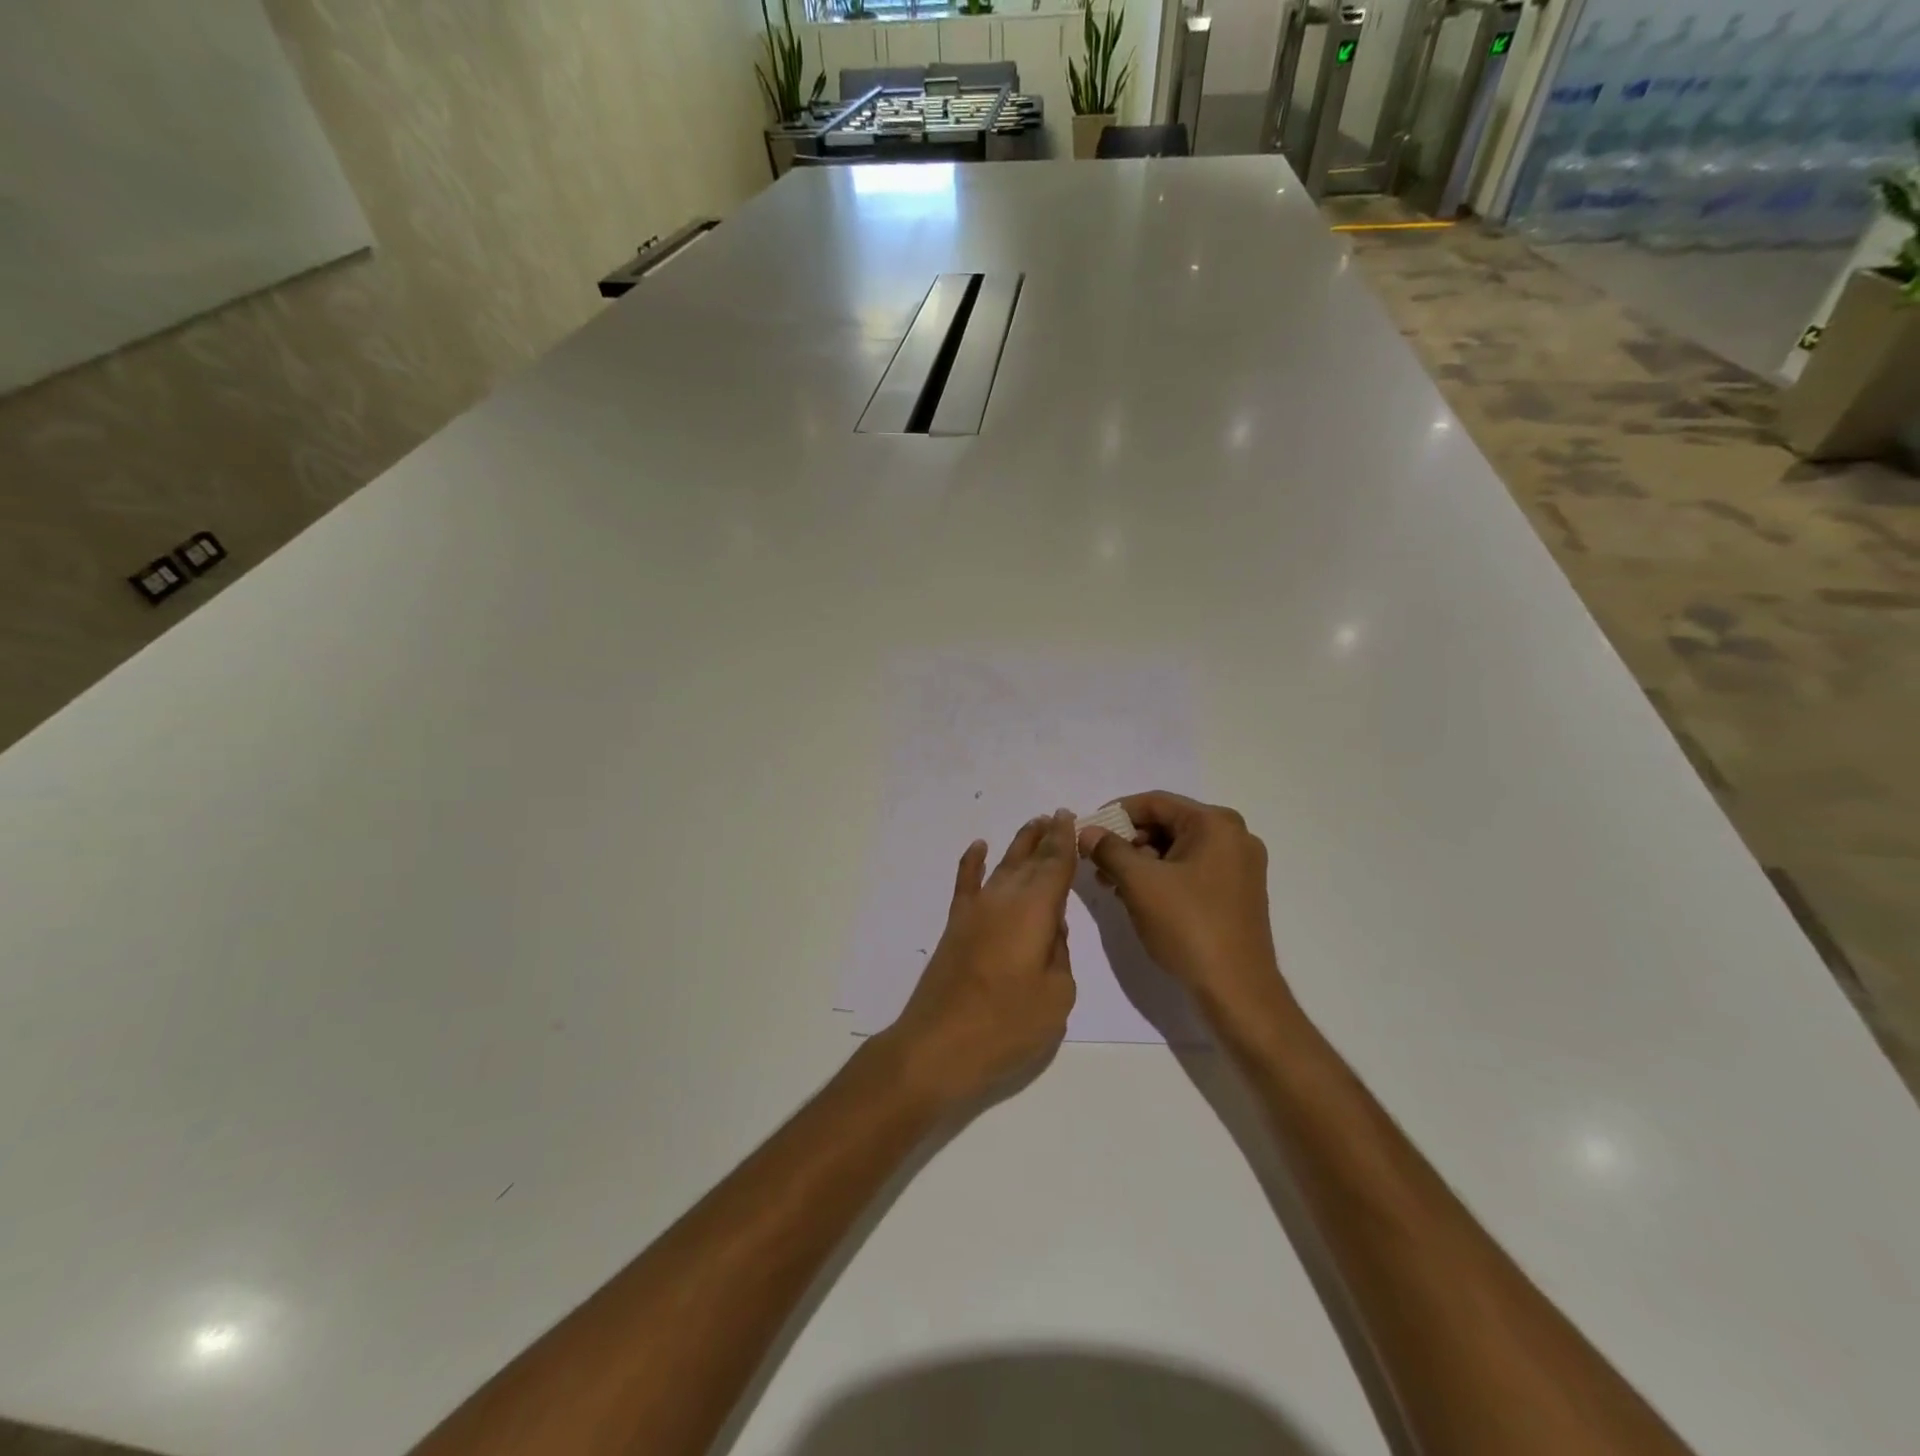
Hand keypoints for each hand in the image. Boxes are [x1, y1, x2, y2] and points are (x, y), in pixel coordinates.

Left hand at [885, 810, 1078, 1104]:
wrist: (938, 1045)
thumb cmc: (1006, 1025)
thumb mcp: (1056, 996)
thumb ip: (1060, 954)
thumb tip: (1051, 930)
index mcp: (1035, 911)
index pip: (1055, 865)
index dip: (1065, 841)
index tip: (1070, 817)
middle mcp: (1004, 899)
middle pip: (1029, 860)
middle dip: (1045, 838)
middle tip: (1058, 816)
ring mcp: (975, 910)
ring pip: (1002, 866)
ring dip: (1019, 845)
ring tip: (1033, 825)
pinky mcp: (956, 926)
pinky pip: (965, 883)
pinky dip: (971, 863)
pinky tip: (977, 847)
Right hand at [1078, 792, 1287, 1021]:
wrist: (1237, 990)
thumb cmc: (1188, 926)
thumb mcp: (1139, 883)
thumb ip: (1109, 849)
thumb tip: (1087, 832)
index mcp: (1216, 824)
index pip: (1154, 803)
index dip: (1114, 814)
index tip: (1086, 832)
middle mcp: (1233, 836)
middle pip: (1167, 824)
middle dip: (1127, 841)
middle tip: (1096, 862)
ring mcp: (1238, 866)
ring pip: (1176, 849)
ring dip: (1140, 861)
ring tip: (1110, 883)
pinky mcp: (1235, 892)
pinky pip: (1190, 870)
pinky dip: (1161, 877)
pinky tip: (1135, 896)